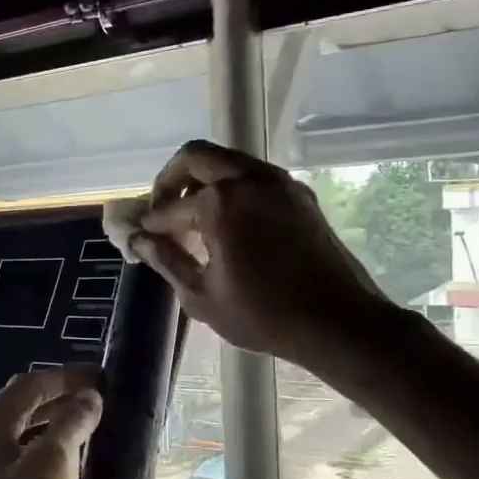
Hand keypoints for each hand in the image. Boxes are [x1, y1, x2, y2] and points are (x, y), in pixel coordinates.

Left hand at [0, 366, 103, 478]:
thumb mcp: (52, 469)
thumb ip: (71, 426)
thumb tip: (88, 398)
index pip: (30, 385)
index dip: (69, 377)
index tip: (106, 378)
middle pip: (21, 411)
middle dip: (62, 403)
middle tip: (103, 405)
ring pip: (20, 444)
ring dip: (55, 434)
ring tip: (93, 437)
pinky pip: (18, 473)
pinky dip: (45, 464)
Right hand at [133, 140, 387, 365]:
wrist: (338, 321)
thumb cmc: (263, 315)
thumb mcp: (201, 295)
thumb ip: (166, 260)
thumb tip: (139, 240)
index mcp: (220, 203)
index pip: (170, 206)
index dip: (150, 223)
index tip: (141, 236)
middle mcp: (248, 179)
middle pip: (195, 157)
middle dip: (170, 180)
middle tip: (162, 210)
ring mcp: (278, 182)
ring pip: (227, 160)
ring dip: (202, 180)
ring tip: (193, 217)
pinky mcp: (298, 193)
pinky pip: (253, 175)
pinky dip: (231, 187)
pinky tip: (227, 223)